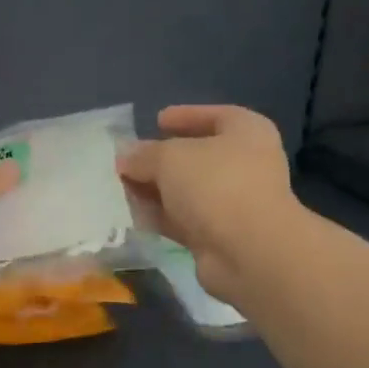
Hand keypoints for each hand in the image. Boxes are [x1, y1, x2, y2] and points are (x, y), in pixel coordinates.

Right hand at [117, 105, 295, 301]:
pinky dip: (161, 216)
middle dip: (161, 158)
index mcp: (247, 133)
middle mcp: (246, 165)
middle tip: (130, 159)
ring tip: (120, 187)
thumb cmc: (216, 185)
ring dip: (156, 190)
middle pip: (198, 156)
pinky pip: (184, 220)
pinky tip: (132, 215)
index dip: (186, 116)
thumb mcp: (170, 157)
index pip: (216, 116)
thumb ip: (143, 154)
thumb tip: (125, 157)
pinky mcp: (220, 236)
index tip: (157, 120)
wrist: (248, 252)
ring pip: (188, 191)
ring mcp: (235, 203)